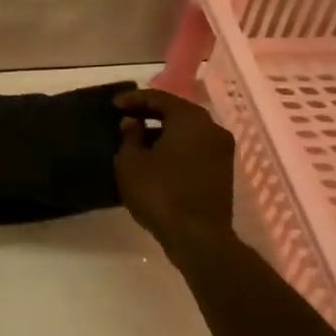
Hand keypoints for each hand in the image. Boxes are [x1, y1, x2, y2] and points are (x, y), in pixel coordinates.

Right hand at [113, 89, 235, 252]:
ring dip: (162, 133)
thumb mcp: (130, 162)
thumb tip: (132, 123)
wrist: (198, 237)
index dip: (133, 99)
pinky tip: (155, 160)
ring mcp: (221, 151)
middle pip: (176, 112)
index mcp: (190, 118)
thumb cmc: (160, 192)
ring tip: (136, 142)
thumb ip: (129, 136)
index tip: (113, 105)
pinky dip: (175, 148)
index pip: (158, 98)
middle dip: (149, 114)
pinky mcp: (223, 172)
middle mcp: (212, 128)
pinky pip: (194, 149)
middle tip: (125, 120)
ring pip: (187, 132)